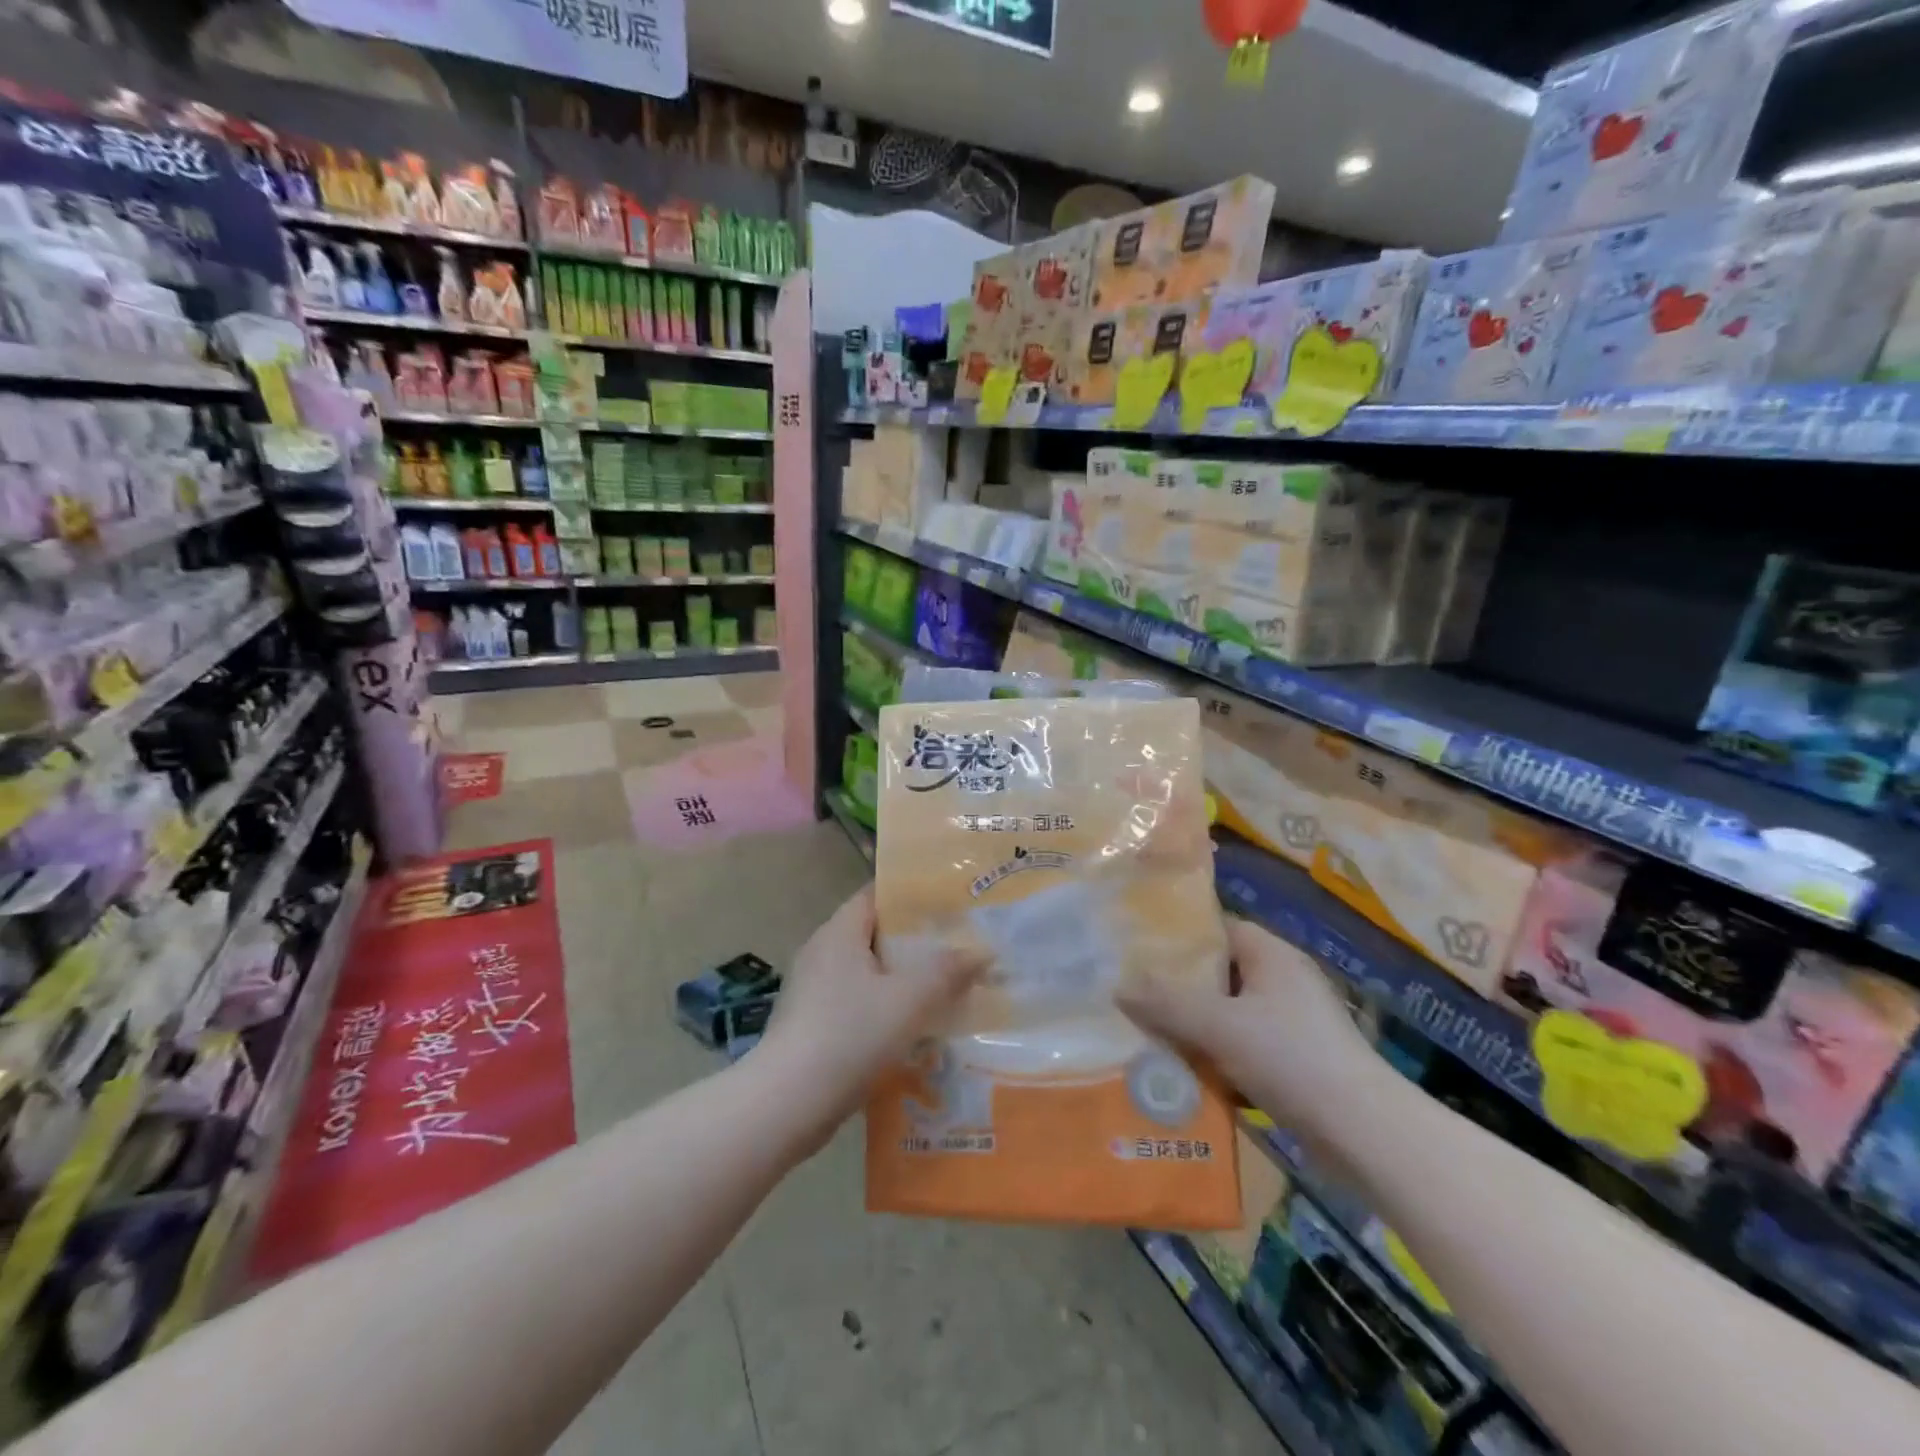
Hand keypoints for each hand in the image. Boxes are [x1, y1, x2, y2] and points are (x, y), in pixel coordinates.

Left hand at [755, 886, 981, 1138]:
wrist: (787, 1104)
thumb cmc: (849, 1035)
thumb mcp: (908, 1000)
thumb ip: (947, 971)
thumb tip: (982, 951)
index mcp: (839, 933)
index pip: (876, 895)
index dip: (911, 895)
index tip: (949, 902)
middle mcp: (822, 953)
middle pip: (874, 934)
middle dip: (915, 940)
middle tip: (957, 946)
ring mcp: (812, 990)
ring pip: (867, 973)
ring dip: (902, 979)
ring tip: (945, 987)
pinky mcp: (811, 1025)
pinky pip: (856, 1003)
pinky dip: (884, 1008)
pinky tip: (913, 1028)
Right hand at [1117, 916, 1374, 1145]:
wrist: (1365, 1133)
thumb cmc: (1291, 1059)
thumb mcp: (1219, 1025)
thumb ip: (1166, 1003)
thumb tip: (1117, 986)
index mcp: (1272, 955)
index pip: (1217, 929)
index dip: (1179, 938)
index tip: (1138, 951)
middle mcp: (1283, 980)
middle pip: (1218, 973)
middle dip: (1178, 987)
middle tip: (1134, 996)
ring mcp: (1293, 1022)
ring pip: (1228, 1014)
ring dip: (1195, 1026)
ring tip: (1147, 1034)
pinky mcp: (1297, 1060)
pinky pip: (1243, 1046)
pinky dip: (1217, 1056)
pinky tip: (1185, 1072)